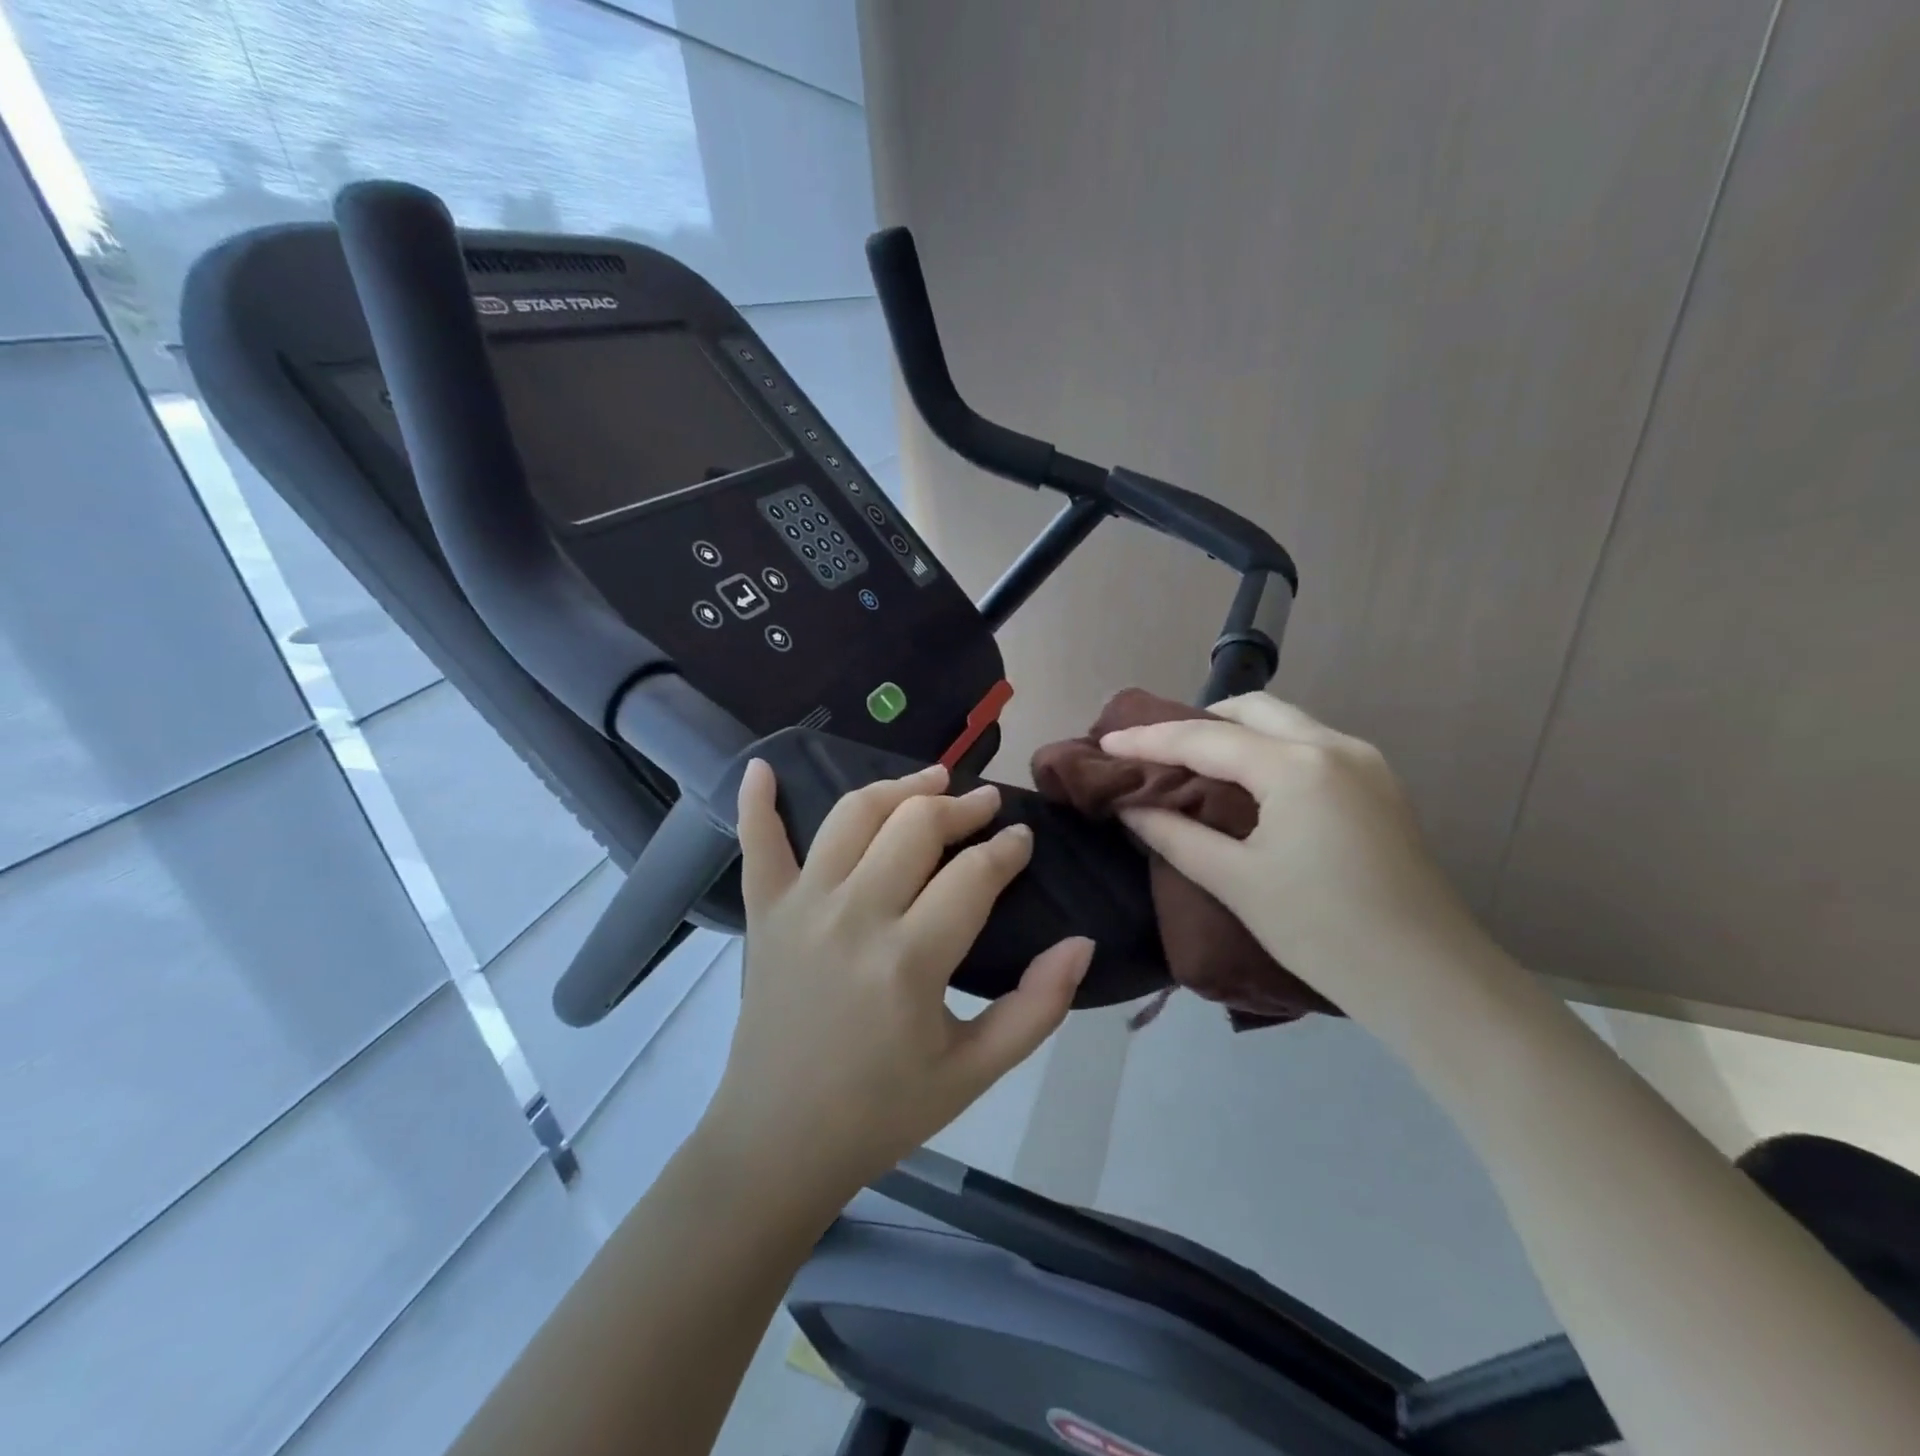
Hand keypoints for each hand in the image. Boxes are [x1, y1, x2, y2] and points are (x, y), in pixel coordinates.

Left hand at [703, 760, 1092, 1203]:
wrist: (779, 1141)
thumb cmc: (883, 1110)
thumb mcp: (975, 1073)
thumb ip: (1037, 1008)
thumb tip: (1081, 943)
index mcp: (910, 960)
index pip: (975, 873)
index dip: (1008, 847)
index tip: (1022, 839)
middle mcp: (855, 916)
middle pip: (916, 825)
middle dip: (961, 805)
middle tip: (985, 806)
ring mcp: (802, 907)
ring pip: (853, 815)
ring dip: (897, 789)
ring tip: (929, 783)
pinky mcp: (764, 913)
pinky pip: (758, 844)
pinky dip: (757, 802)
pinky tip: (763, 768)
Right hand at [1101, 694, 1497, 1021]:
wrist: (1432, 982)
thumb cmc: (1323, 932)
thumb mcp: (1236, 882)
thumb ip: (1175, 835)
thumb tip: (1130, 805)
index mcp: (1297, 766)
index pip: (1205, 738)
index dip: (1149, 740)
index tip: (1105, 741)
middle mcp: (1334, 746)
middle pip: (1251, 709)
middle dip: (1197, 721)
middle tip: (1153, 750)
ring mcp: (1365, 762)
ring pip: (1284, 722)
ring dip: (1235, 732)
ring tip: (1192, 763)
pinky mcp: (1379, 786)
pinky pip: (1308, 745)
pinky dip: (1267, 749)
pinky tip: (1246, 782)